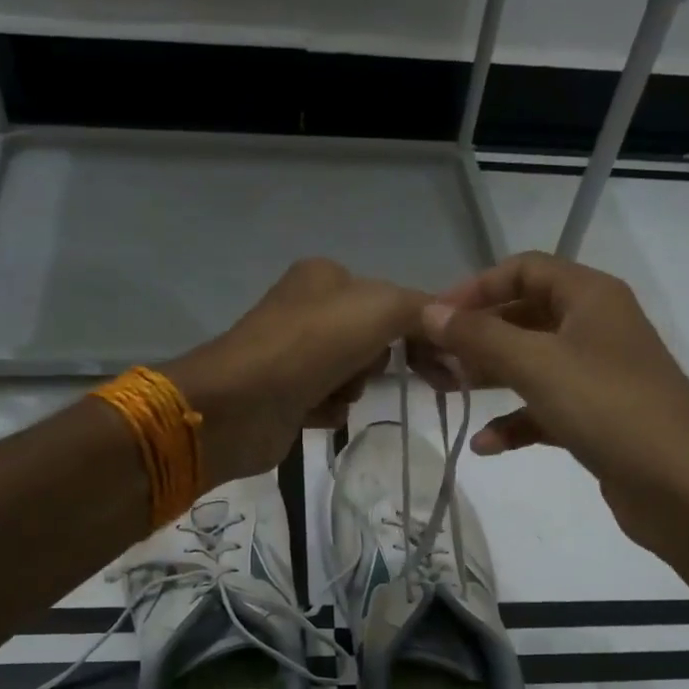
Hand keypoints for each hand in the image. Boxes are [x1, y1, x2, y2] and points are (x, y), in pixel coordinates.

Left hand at [166, 258, 426, 484]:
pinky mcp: (285, 394)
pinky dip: (330, 410)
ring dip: (352, 388)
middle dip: (376, 361)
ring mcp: (294, 353)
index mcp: (326, 276)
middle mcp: (308, 309)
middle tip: (369, 373)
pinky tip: (314, 412)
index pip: (393, 299)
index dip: (423, 331)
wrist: (239, 405)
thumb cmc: (311, 345)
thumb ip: (421, 309)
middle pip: (373, 339)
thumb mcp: (380, 308)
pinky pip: (330, 402)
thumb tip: (447, 324)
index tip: (449, 366)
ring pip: (353, 374)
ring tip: (331, 393)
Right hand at [418, 252, 688, 548]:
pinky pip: (545, 409)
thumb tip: (429, 311)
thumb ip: (479, 336)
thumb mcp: (537, 364)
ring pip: (532, 364)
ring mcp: (598, 375)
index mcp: (590, 297)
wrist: (685, 489)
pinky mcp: (597, 419)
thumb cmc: (609, 408)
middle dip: (478, 337)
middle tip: (433, 360)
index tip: (435, 317)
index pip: (524, 270)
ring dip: (490, 377)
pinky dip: (515, 422)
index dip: (476, 287)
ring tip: (446, 394)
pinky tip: (485, 445)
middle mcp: (596, 327)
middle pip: (524, 316)